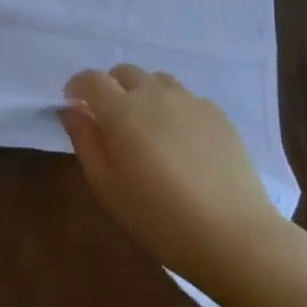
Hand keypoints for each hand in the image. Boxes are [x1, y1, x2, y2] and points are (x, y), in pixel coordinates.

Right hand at [59, 65, 280, 280]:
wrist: (233, 234)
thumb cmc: (158, 216)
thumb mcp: (106, 186)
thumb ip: (85, 141)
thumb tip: (72, 111)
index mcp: (122, 110)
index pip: (91, 79)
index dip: (77, 87)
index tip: (73, 104)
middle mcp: (155, 94)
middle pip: (125, 72)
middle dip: (110, 88)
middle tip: (109, 119)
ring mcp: (190, 101)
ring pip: (157, 81)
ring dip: (143, 94)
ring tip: (146, 127)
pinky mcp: (217, 114)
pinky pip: (185, 98)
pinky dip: (172, 108)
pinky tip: (179, 141)